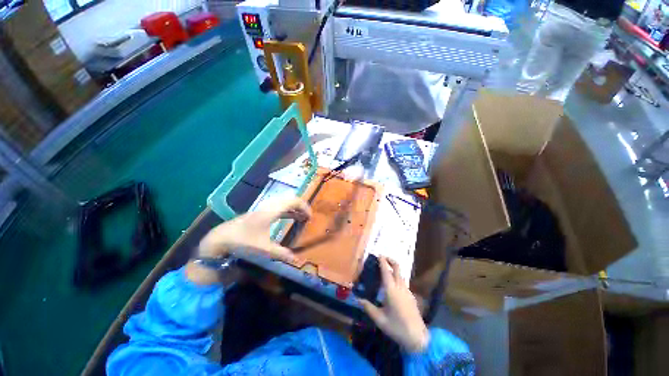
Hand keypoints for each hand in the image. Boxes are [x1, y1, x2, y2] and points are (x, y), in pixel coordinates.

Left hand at [186, 198, 310, 284]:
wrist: (220, 239)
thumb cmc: (243, 241)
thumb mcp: (263, 249)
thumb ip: (280, 253)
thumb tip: (295, 258)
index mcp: (271, 211)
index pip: (293, 201)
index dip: (304, 207)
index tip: (310, 217)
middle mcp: (268, 206)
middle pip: (289, 200)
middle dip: (301, 207)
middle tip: (307, 218)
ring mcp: (263, 208)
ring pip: (283, 203)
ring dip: (294, 209)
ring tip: (301, 218)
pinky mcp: (259, 212)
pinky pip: (278, 207)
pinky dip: (286, 211)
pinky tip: (288, 219)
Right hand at [359, 257, 428, 352]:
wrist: (418, 338)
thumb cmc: (397, 328)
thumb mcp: (380, 319)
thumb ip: (368, 307)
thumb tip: (358, 299)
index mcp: (391, 290)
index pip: (386, 271)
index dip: (382, 261)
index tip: (378, 255)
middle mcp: (400, 287)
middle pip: (397, 267)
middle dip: (390, 260)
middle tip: (382, 258)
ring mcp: (407, 290)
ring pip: (400, 274)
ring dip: (394, 268)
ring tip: (385, 271)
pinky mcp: (411, 296)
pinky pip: (403, 282)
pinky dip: (397, 277)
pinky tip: (392, 285)